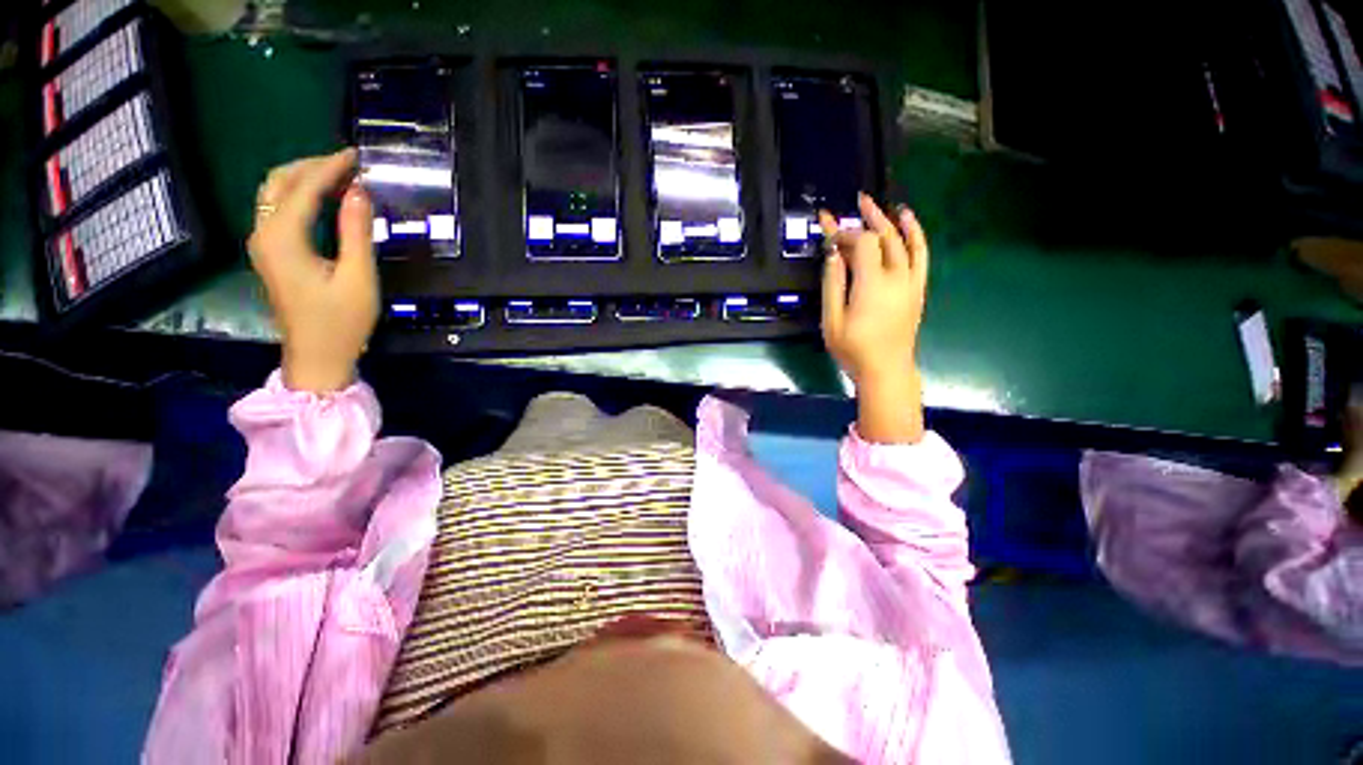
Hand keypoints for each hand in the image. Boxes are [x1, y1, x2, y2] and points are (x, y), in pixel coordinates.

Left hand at [247, 149, 377, 393]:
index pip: (304, 189)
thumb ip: (357, 233)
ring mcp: (263, 244)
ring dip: (303, 178)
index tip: (357, 156)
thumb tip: (359, 193)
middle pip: (279, 183)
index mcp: (283, 239)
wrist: (317, 357)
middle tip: (348, 163)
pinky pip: (278, 210)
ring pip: (274, 194)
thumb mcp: (358, 278)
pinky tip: (323, 199)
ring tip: (338, 175)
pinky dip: (299, 195)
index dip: (331, 168)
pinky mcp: (270, 254)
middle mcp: (263, 234)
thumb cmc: (342, 322)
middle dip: (312, 166)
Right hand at [820, 193, 929, 443]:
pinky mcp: (917, 289)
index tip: (828, 228)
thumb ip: (832, 285)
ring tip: (881, 205)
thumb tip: (833, 255)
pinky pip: (921, 255)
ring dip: (892, 221)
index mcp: (871, 284)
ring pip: (904, 242)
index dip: (844, 232)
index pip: (861, 244)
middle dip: (869, 218)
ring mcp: (910, 282)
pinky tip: (909, 222)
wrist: (886, 371)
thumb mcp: (832, 321)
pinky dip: (916, 235)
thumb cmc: (854, 350)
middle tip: (856, 202)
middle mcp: (895, 277)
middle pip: (884, 237)